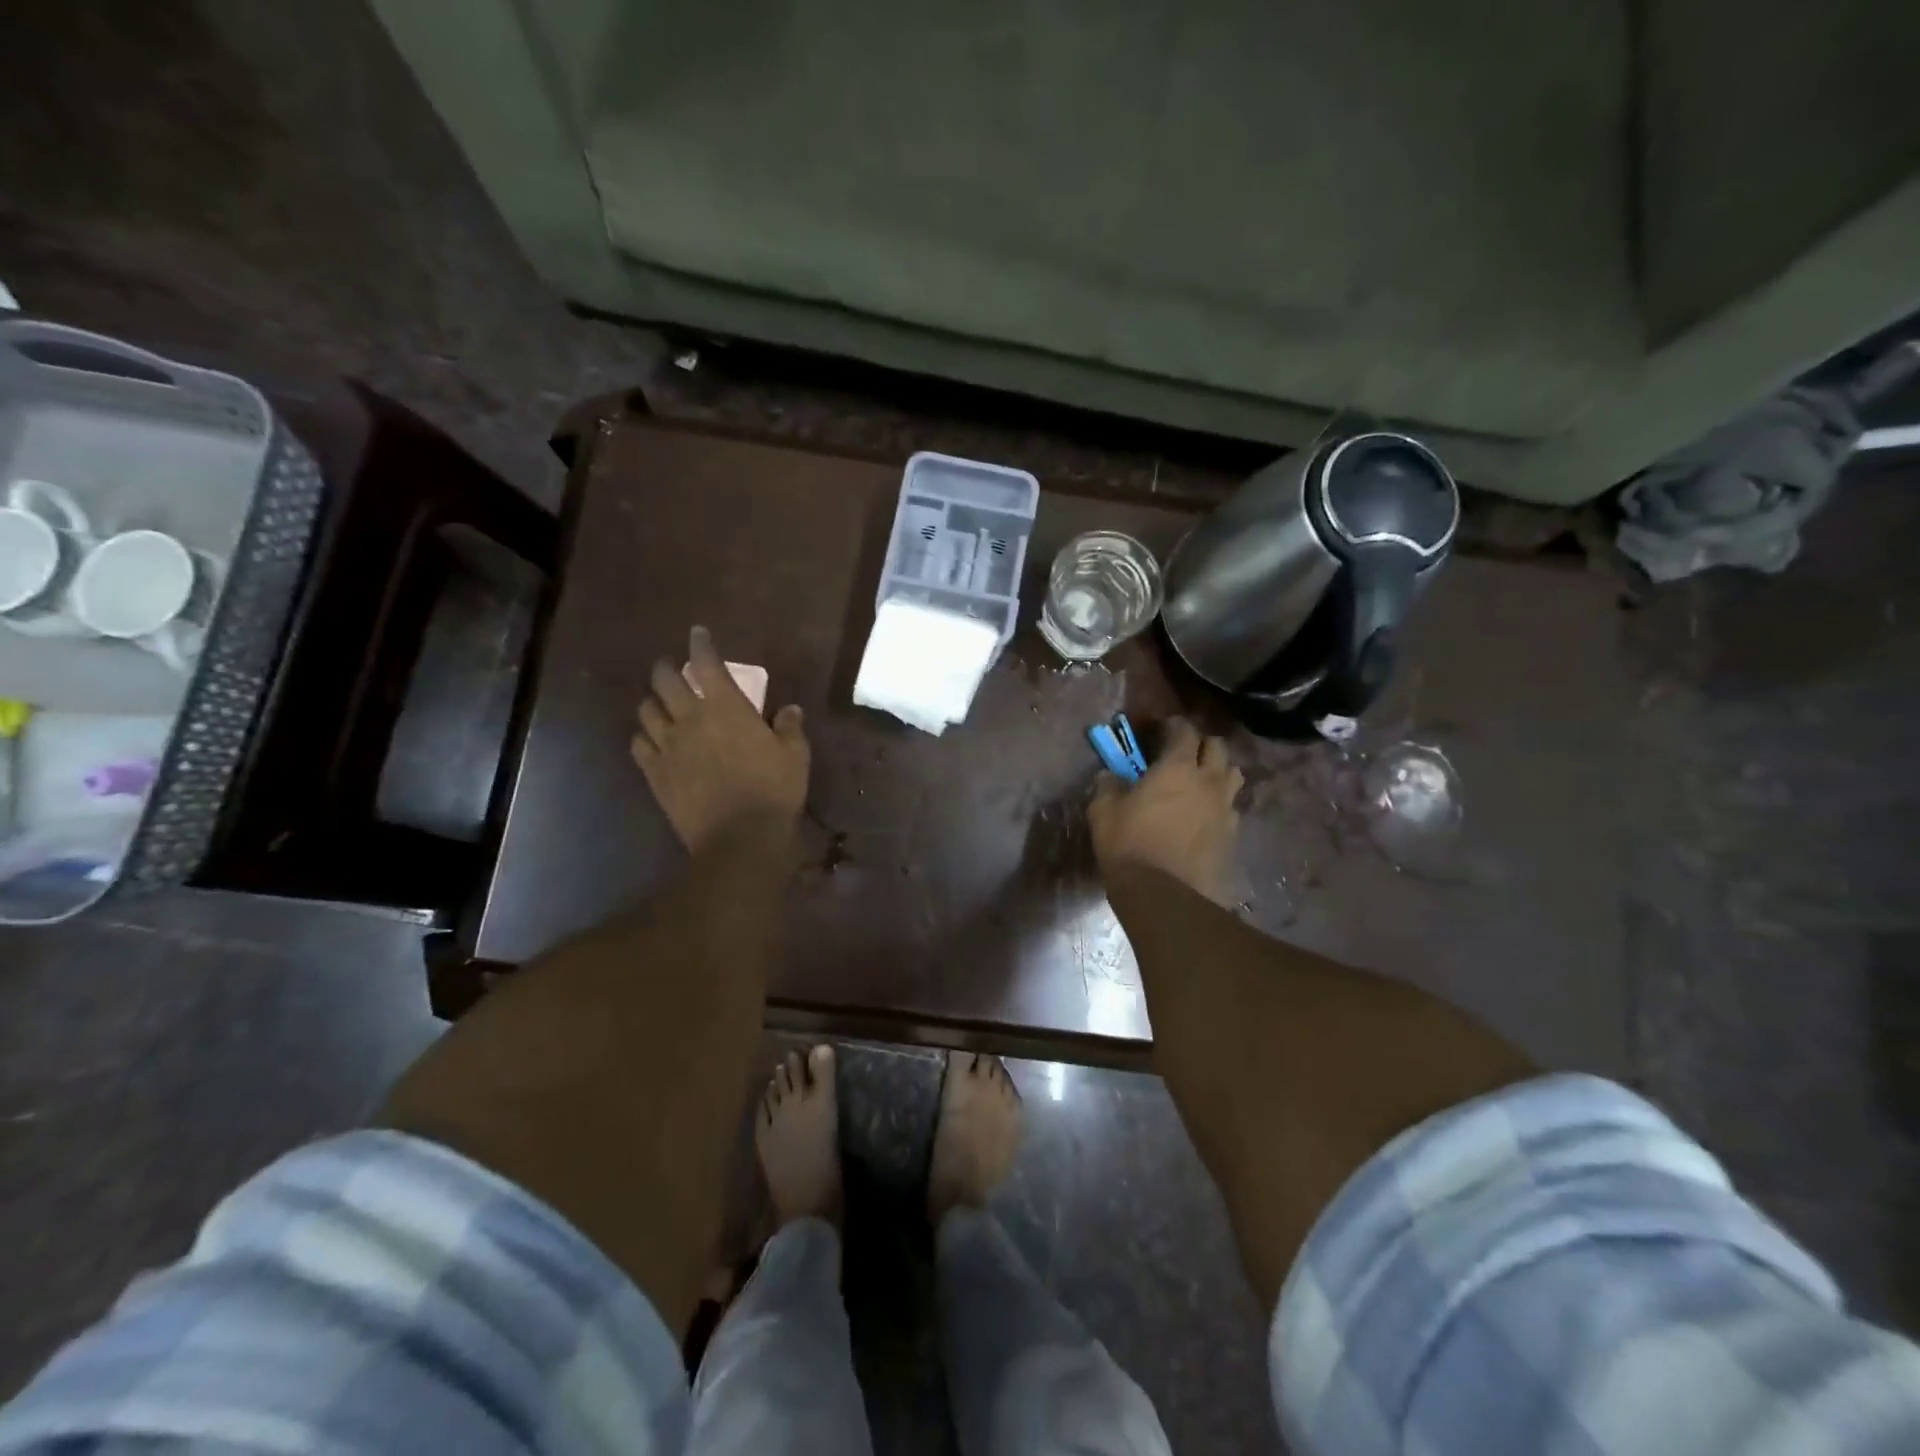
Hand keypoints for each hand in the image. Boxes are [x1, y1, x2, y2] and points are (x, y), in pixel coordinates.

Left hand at [631, 626, 810, 852]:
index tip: (697, 633)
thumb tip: (789, 709)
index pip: (707, 663)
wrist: (739, 837)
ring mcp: (668, 746)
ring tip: (660, 703)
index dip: (700, 644)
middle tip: (671, 667)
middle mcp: (691, 718)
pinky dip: (643, 736)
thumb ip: (789, 728)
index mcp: (727, 707)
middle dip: (666, 667)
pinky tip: (650, 740)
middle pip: (665, 680)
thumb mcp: (795, 756)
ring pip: (646, 710)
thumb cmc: (774, 791)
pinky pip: (638, 745)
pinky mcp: (655, 773)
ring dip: (653, 701)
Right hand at [1088, 718, 1242, 904]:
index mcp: (1177, 768)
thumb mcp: (1103, 813)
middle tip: (1183, 753)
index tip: (1163, 728)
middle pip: (1218, 748)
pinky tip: (1204, 817)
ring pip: (1233, 776)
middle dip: (1201, 744)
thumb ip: (1108, 787)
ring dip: (1218, 772)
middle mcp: (1208, 782)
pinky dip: (1220, 805)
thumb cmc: (1129, 846)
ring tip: (1201, 782)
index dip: (1174, 726)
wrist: (1166, 896)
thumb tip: (1109, 776)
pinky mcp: (1233, 837)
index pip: (1185, 732)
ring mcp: (1226, 810)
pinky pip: (1231, 809)